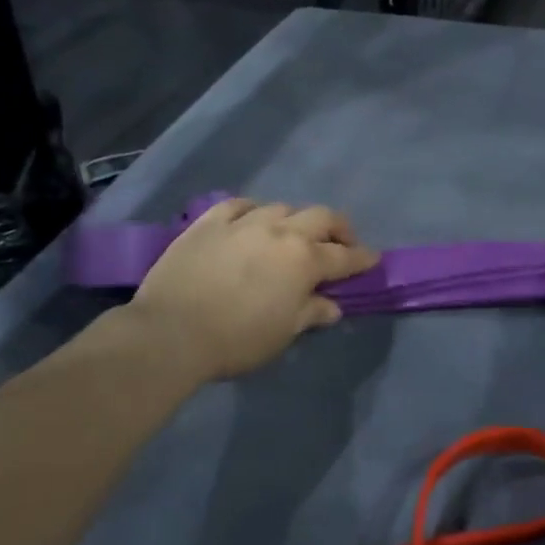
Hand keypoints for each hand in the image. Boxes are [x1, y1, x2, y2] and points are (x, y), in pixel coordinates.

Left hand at [130, 200, 379, 381]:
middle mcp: (281, 232)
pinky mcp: (210, 222)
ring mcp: (244, 222)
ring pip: (281, 207)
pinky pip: (239, 205)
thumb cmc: (237, 339)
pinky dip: (253, 211)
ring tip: (292, 234)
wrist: (171, 332)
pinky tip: (251, 219)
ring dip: (295, 220)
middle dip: (338, 228)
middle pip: (321, 217)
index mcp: (305, 260)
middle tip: (341, 242)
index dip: (363, 258)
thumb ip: (311, 313)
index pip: (345, 256)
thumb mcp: (283, 333)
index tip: (372, 259)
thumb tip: (332, 306)